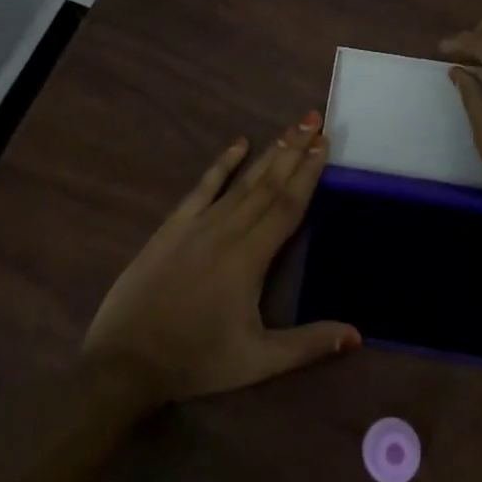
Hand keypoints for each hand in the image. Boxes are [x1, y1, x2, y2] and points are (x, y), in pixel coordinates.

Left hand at [81, 111, 360, 404]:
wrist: (125, 361)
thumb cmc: (196, 360)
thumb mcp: (256, 362)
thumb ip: (307, 345)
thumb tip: (356, 335)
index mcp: (250, 258)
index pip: (288, 205)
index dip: (308, 173)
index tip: (324, 143)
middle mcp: (228, 230)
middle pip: (268, 183)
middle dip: (294, 150)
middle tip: (314, 119)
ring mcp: (198, 224)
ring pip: (241, 181)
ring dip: (268, 153)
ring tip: (290, 129)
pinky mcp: (173, 226)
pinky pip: (202, 187)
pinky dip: (222, 164)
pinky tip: (238, 144)